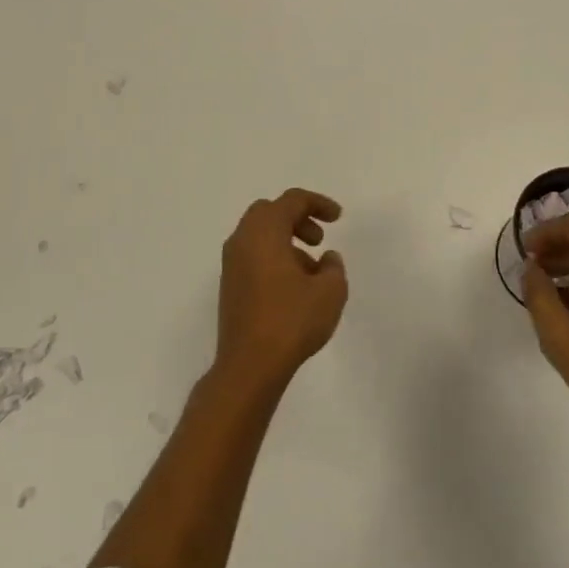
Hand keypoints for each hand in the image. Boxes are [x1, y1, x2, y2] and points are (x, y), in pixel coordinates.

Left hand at [214, 189, 347, 390]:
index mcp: (264, 232)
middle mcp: (242, 241)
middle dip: (297, 219)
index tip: (338, 218)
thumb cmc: (291, 321)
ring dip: (287, 241)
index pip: (291, 201)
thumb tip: (326, 259)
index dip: (318, 203)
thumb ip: (333, 267)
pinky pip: (253, 256)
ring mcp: (231, 265)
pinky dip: (274, 258)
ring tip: (312, 270)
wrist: (249, 366)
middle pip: (270, 212)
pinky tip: (294, 287)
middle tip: (319, 239)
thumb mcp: (329, 292)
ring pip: (260, 236)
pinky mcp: (230, 286)